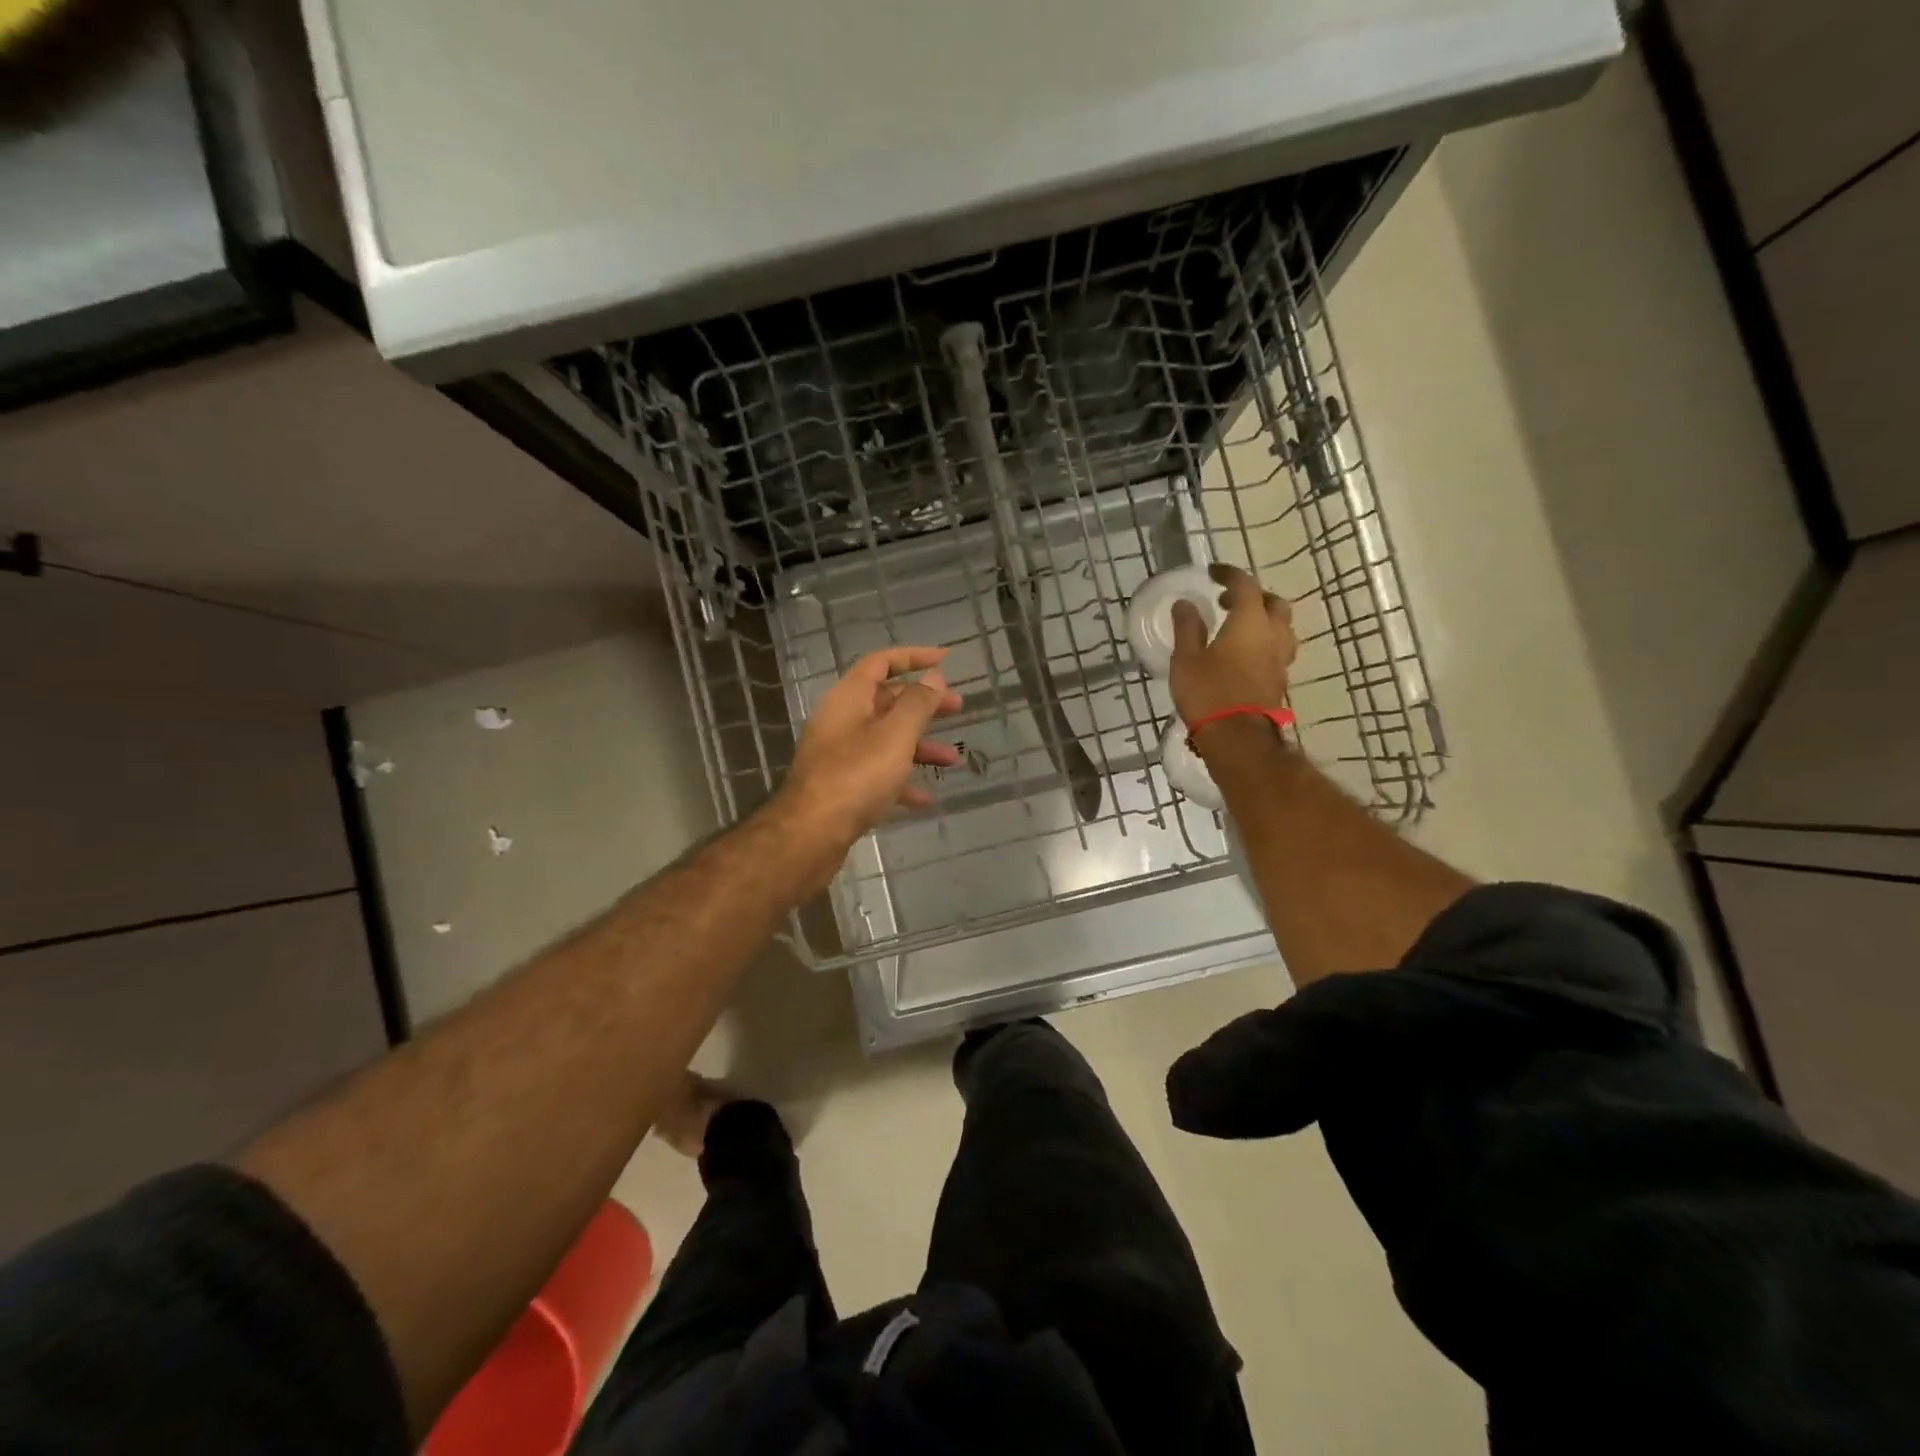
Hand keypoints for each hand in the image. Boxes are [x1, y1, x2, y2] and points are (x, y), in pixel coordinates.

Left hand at [777, 646, 963, 847]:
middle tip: (957, 708)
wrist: (811, 833)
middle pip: (886, 701)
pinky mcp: (841, 786)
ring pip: (885, 740)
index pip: (881, 662)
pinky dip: (901, 780)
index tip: (945, 660)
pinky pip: (877, 774)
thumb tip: (933, 677)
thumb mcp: (895, 735)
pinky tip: (924, 798)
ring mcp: (839, 754)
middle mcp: (841, 720)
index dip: (914, 657)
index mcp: (849, 698)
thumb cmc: (856, 775)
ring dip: (919, 746)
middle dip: (923, 704)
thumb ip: (918, 703)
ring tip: (951, 760)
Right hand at [1169, 563, 1296, 727]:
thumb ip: (1188, 628)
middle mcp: (1272, 634)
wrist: (1237, 738)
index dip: (1229, 574)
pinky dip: (1264, 642)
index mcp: (1250, 621)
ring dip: (1264, 620)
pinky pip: (1277, 649)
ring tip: (1240, 627)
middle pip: (1273, 603)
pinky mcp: (1279, 680)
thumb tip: (1186, 604)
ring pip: (1281, 627)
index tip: (1213, 573)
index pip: (1245, 585)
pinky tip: (1244, 654)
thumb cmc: (1208, 693)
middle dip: (1253, 596)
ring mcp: (1280, 659)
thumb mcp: (1186, 659)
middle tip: (1229, 601)